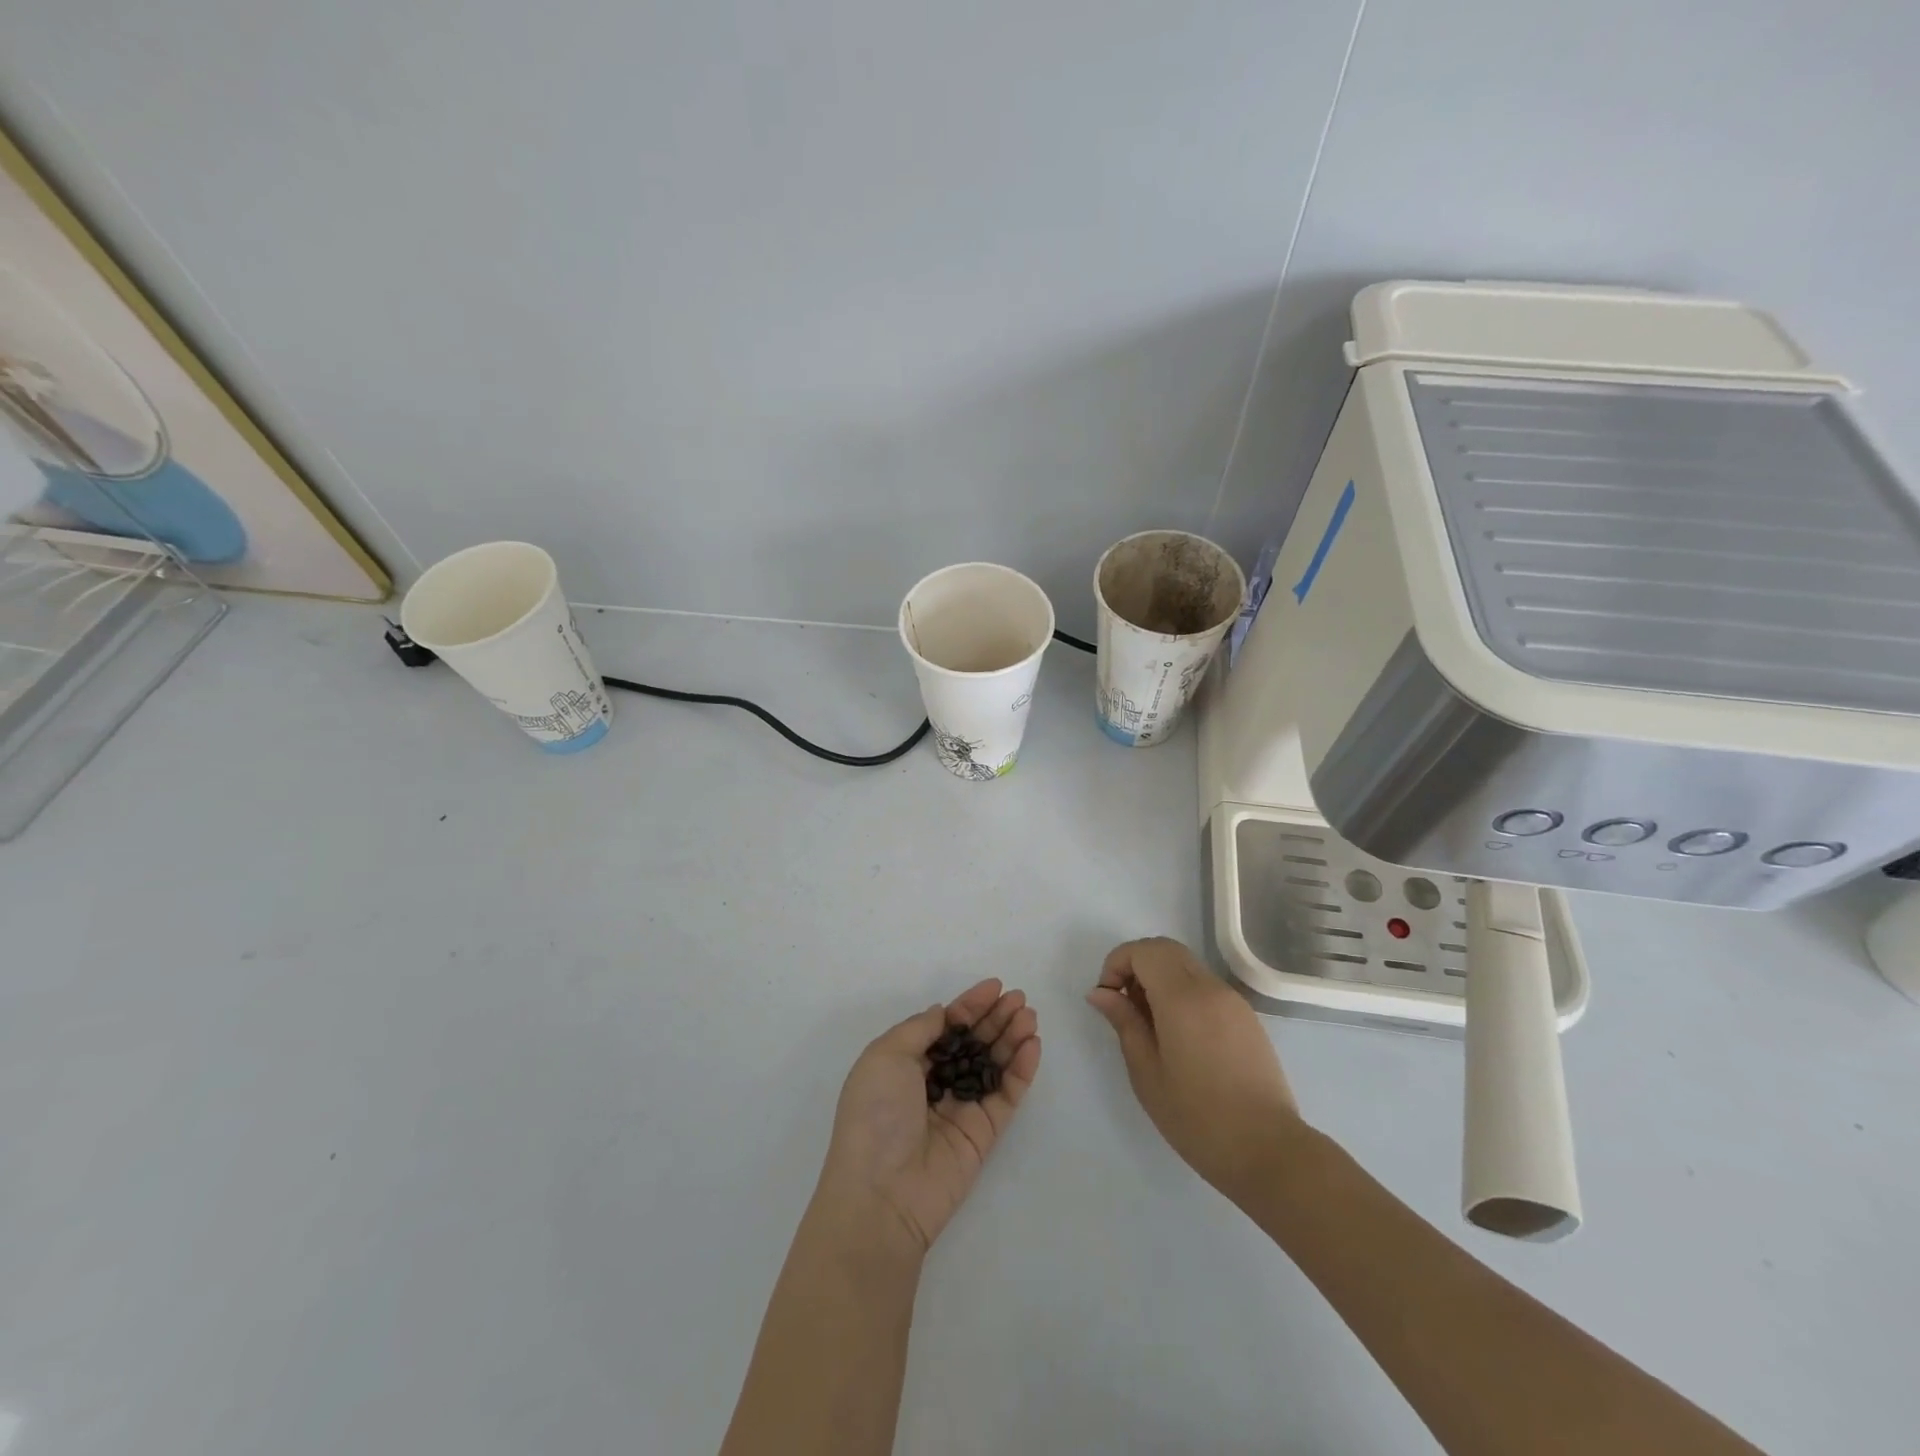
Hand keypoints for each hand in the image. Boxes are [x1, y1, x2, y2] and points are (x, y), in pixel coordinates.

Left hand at [818, 979, 1040, 1253]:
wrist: (882, 1193)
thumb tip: (943, 1014)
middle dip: (995, 1018)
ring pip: (993, 1065)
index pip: (945, 1026)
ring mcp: (960, 1108)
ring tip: (1030, 1016)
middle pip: (973, 1042)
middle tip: (1020, 998)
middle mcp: (934, 1083)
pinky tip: (1032, 1046)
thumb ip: (920, 1029)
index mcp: (906, 1063)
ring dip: (1012, 1038)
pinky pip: (1006, 1095)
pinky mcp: (983, 1134)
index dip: (969, 1005)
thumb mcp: (885, 1056)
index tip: (995, 986)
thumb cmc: (875, 1115)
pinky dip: (1021, 1070)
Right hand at [1087, 937, 1303, 1204]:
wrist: (1269, 1151)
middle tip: (1124, 1005)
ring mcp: (1233, 1000)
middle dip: (1136, 965)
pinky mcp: (1247, 1017)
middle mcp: (1210, 988)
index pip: (1143, 951)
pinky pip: (1205, 986)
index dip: (1117, 963)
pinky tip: (1179, 1035)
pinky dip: (1182, 992)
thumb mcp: (1147, 1073)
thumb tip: (1100, 992)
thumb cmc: (1198, 1118)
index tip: (1107, 998)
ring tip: (1149, 1024)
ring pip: (1186, 965)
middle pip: (1165, 949)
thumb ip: (1124, 1023)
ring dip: (1159, 977)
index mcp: (1182, 998)